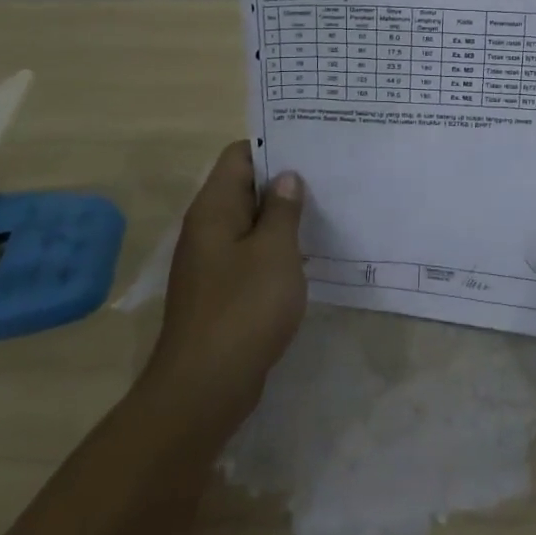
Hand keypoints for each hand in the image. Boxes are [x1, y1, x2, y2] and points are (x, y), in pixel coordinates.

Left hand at [147, 141, 306, 426]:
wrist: (204, 388)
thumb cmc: (243, 309)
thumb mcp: (274, 252)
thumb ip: (282, 210)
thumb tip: (286, 178)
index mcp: (214, 209)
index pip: (239, 156)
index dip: (273, 145)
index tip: (311, 146)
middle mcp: (208, 229)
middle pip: (245, 188)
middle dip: (285, 181)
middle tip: (330, 176)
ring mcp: (213, 263)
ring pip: (251, 224)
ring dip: (283, 218)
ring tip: (328, 210)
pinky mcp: (223, 292)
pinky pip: (252, 256)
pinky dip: (277, 250)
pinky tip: (309, 256)